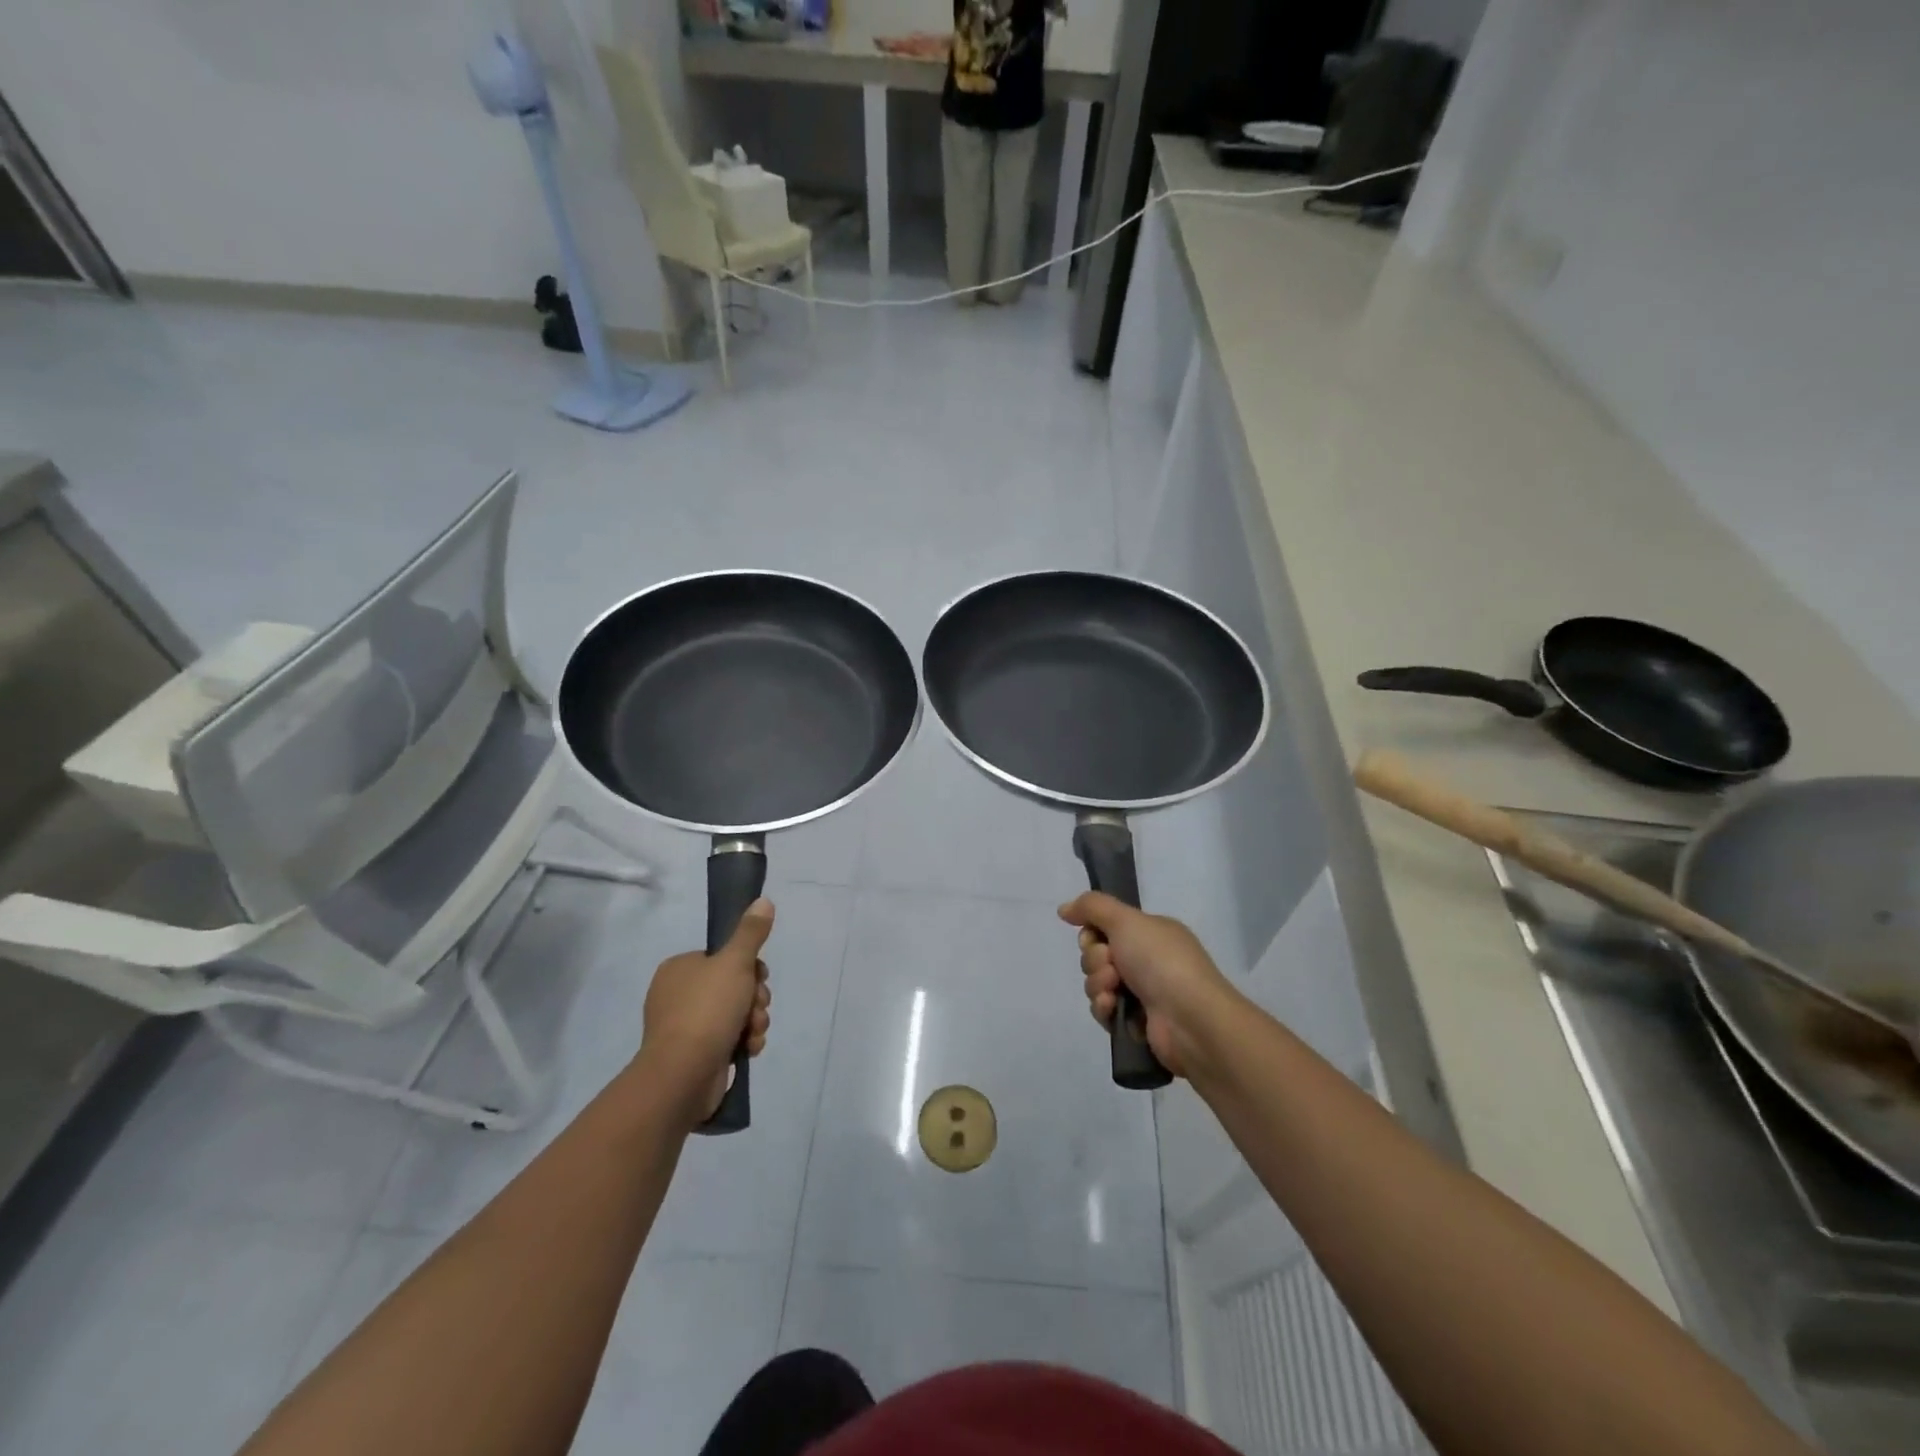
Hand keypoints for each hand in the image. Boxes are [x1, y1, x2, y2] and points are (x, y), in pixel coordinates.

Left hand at [639, 899, 773, 1122]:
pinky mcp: (693, 1054)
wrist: (682, 1076)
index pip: (725, 958)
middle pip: (734, 986)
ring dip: (753, 1021)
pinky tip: (749, 1049)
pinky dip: (743, 1041)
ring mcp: (684, 1026)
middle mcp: (678, 994)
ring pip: (735, 1013)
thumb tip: (764, 900)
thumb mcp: (735, 963)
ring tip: (753, 1032)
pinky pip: (727, 1038)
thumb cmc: (706, 1011)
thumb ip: (751, 932)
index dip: (750, 968)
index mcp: (680, 968)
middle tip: (756, 1008)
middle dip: (754, 999)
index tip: (759, 979)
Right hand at [1058, 893, 1237, 1078]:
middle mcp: (1146, 960)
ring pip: (1096, 983)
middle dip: (1095, 961)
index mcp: (1150, 933)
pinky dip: (1104, 1008)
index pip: (1105, 927)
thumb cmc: (1161, 961)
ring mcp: (1142, 992)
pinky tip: (1114, 1009)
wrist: (1189, 1019)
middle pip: (1096, 955)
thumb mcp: (1126, 920)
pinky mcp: (1136, 1022)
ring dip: (1099, 985)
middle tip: (1112, 966)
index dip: (1092, 933)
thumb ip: (1092, 907)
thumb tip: (1064, 908)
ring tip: (1115, 991)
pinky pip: (1104, 1010)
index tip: (1096, 938)